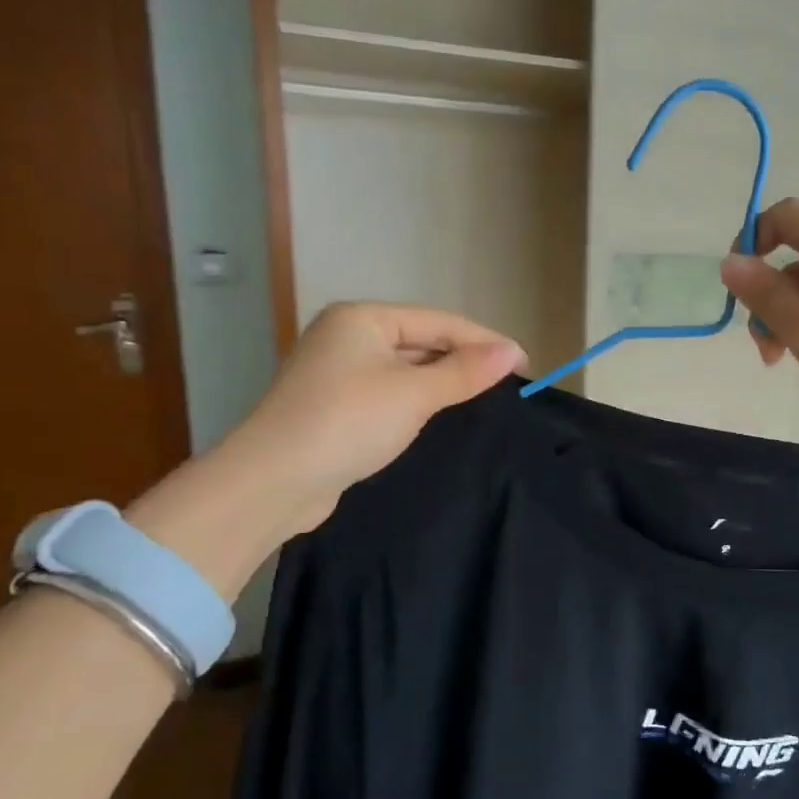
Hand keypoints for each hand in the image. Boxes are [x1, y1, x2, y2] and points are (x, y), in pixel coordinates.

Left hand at [242, 302, 524, 513]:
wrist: (275, 480)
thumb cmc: (349, 421)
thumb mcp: (415, 393)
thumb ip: (465, 371)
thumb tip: (512, 351)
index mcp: (363, 318)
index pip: (438, 321)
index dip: (484, 340)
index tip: (523, 363)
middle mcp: (347, 336)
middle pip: (421, 340)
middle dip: (462, 359)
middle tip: (506, 383)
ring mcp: (337, 372)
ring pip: (405, 368)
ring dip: (441, 381)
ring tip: (482, 396)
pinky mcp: (335, 406)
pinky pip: (389, 392)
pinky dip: (417, 399)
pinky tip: (439, 414)